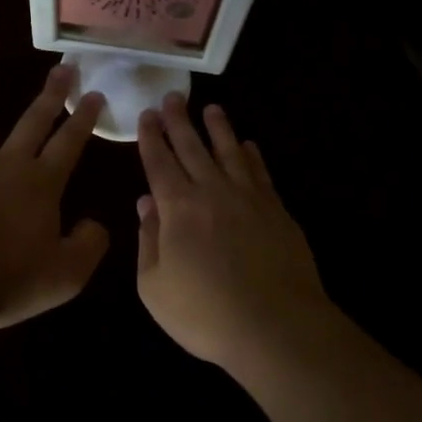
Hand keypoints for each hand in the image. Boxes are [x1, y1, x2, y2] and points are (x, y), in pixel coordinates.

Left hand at [0, 62, 108, 328]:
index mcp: (42, 184)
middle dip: (50, 94)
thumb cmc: (8, 280)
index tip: (95, 94)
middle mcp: (7, 163)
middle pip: (32, 120)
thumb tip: (97, 225)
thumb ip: (88, 246)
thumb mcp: (66, 275)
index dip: (85, 119)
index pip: (70, 143)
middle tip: (62, 67)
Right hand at [135, 94, 333, 367]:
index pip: (159, 162)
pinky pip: (259, 172)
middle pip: (192, 147)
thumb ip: (148, 241)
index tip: (147, 115)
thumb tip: (146, 203)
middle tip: (172, 97)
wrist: (275, 325)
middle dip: (179, 120)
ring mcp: (248, 197)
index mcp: (178, 207)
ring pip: (229, 151)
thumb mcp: (155, 287)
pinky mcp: (276, 209)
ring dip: (218, 127)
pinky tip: (248, 145)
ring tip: (211, 108)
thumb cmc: (206, 313)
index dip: (151, 137)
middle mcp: (212, 191)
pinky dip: (251, 155)